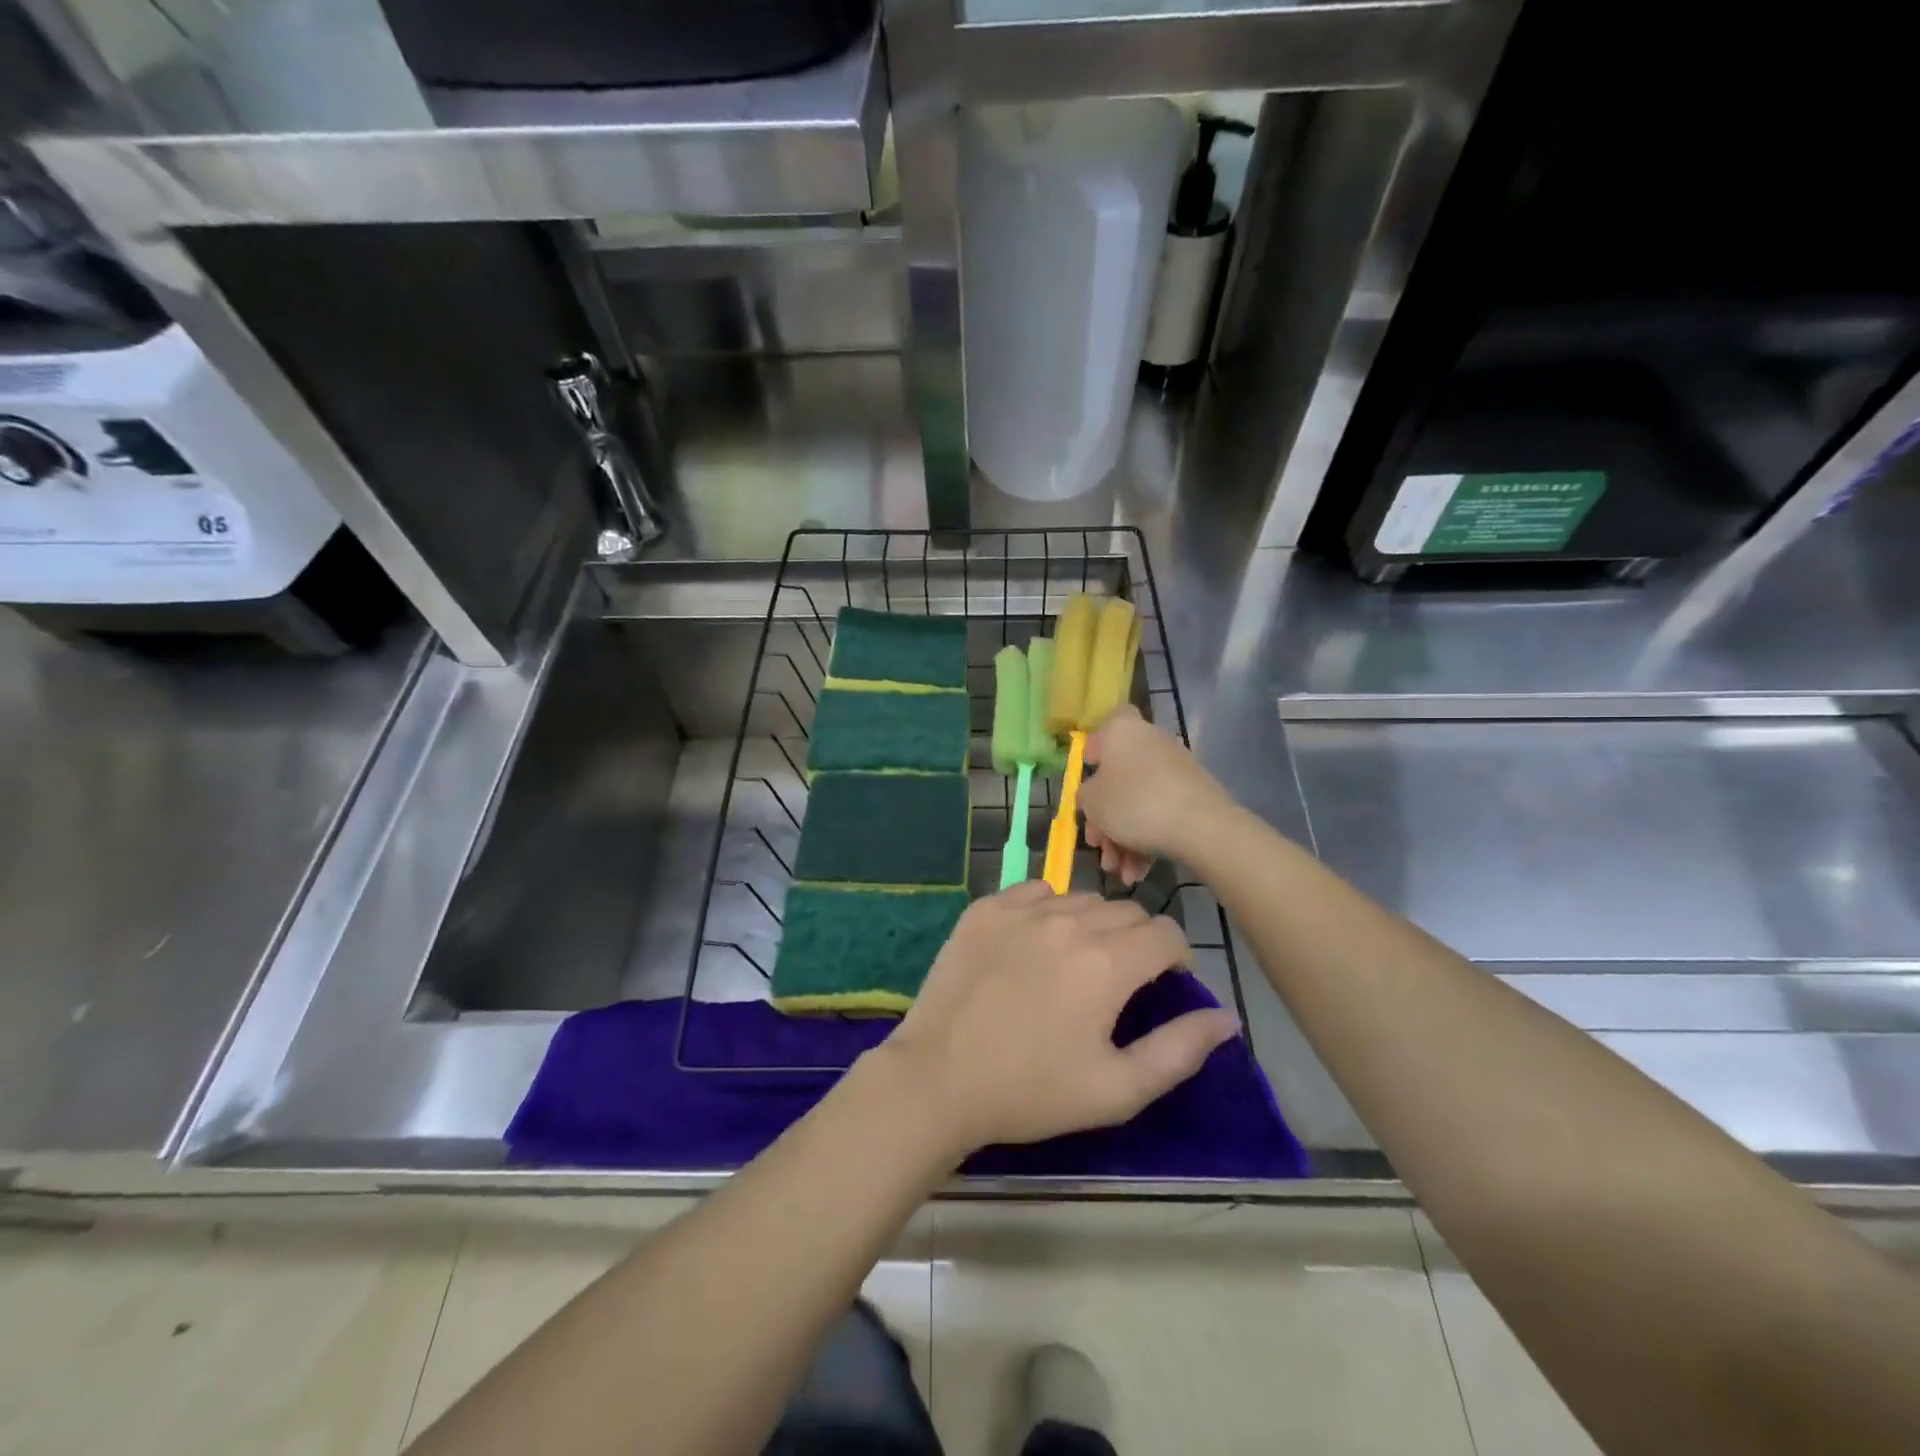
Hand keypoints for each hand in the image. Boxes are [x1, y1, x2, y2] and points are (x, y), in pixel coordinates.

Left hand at [880, 883, 1237, 1153]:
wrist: (939, 1078)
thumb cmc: (1032, 1092)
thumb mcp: (1116, 1089)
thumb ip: (1179, 1050)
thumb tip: (1225, 1018)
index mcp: (1107, 962)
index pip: (1166, 932)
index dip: (1175, 957)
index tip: (1163, 982)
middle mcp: (1069, 921)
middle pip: (1126, 912)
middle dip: (1136, 940)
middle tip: (1118, 980)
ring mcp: (1022, 910)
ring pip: (1081, 899)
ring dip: (1092, 923)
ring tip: (1075, 962)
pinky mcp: (985, 908)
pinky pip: (1035, 891)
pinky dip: (1047, 909)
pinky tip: (1034, 943)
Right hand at [1080, 706, 1233, 884]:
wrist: (1200, 826)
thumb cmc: (1134, 803)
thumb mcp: (1092, 803)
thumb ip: (1084, 796)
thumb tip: (1092, 795)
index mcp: (1122, 730)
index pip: (1103, 730)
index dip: (1092, 755)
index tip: (1086, 785)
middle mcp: (1150, 741)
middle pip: (1118, 778)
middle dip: (1105, 818)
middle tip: (1098, 847)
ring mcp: (1175, 768)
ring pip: (1138, 802)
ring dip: (1123, 838)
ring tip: (1118, 871)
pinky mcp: (1193, 793)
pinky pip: (1160, 813)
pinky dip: (1146, 840)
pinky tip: (1137, 872)